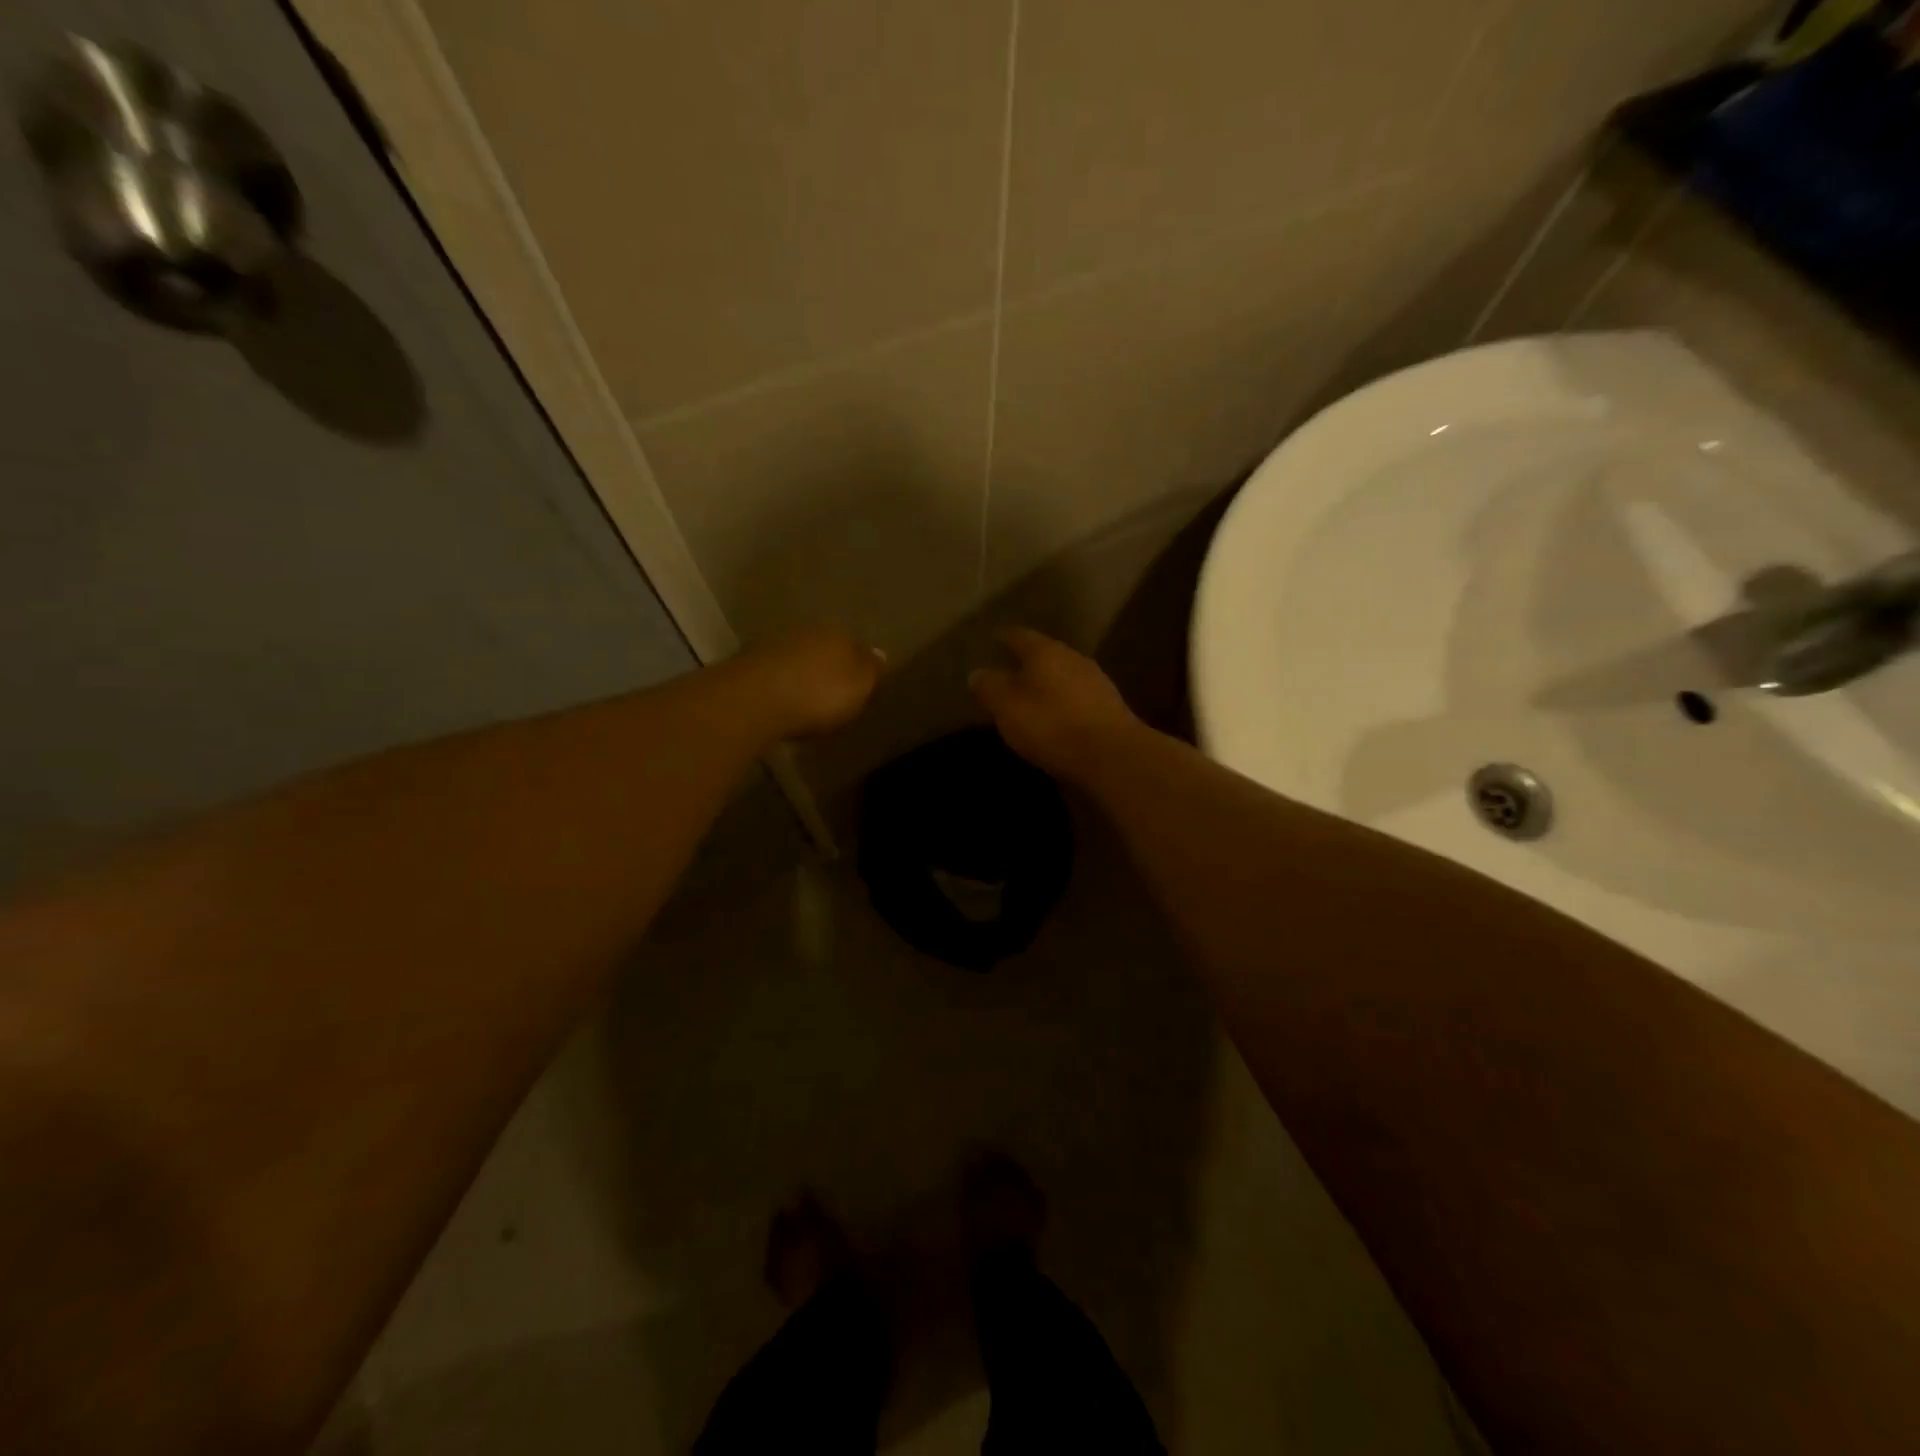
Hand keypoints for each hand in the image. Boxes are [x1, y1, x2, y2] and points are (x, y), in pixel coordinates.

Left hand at [738, 627, 886, 739]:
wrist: (754, 699)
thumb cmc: (818, 695)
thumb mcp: (858, 688)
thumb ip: (870, 670)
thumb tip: (880, 653)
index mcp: (839, 635)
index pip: (856, 647)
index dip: (859, 667)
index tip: (858, 688)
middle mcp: (807, 632)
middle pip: (825, 649)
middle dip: (828, 668)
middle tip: (832, 695)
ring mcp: (774, 644)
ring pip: (797, 657)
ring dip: (801, 674)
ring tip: (804, 700)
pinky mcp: (748, 663)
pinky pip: (774, 672)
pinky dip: (780, 683)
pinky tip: (780, 700)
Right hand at [969, 627, 1141, 781]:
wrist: (1112, 755)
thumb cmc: (1051, 725)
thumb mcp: (1007, 707)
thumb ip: (990, 687)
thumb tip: (977, 673)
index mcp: (1044, 651)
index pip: (1018, 635)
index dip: (1004, 637)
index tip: (993, 639)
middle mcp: (1072, 657)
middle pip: (1045, 653)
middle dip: (1027, 662)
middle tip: (1009, 671)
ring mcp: (1096, 680)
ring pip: (1064, 674)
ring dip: (1048, 682)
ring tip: (1032, 695)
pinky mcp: (1110, 706)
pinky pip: (1078, 696)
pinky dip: (1064, 701)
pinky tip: (1057, 716)